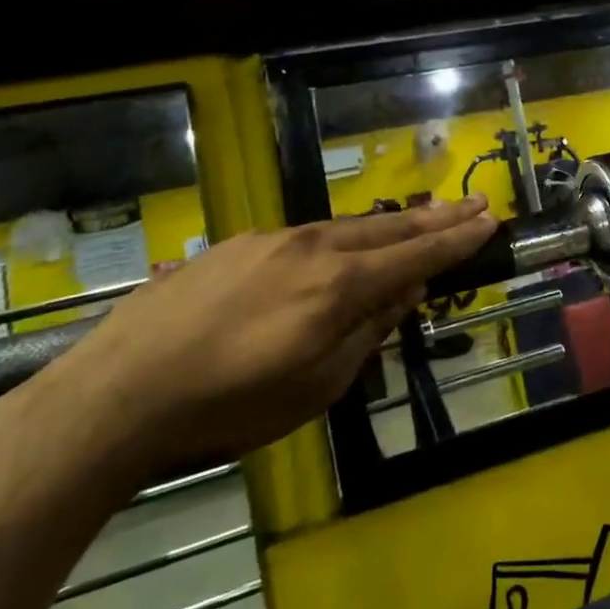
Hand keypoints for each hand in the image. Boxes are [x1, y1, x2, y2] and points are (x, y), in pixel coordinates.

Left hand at [42, 197, 497, 471]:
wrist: (120, 391)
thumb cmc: (230, 404)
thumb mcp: (316, 385)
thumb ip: (366, 333)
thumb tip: (401, 296)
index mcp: (339, 284)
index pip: (415, 255)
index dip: (456, 239)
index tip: (489, 221)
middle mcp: (312, 247)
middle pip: (388, 228)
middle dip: (435, 217)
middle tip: (473, 203)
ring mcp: (270, 240)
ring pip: (345, 228)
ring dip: (389, 225)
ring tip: (420, 220)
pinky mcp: (236, 246)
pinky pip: (305, 237)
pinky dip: (339, 239)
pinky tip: (341, 248)